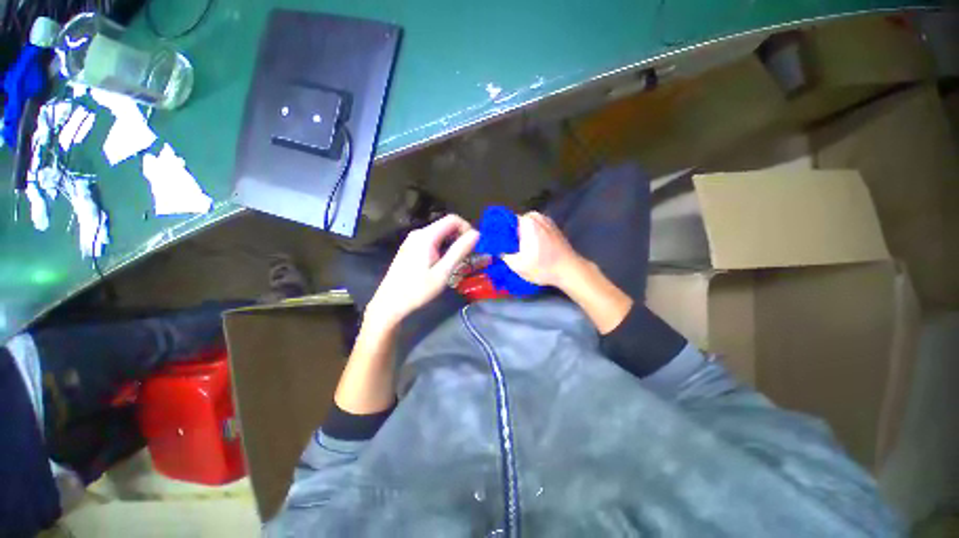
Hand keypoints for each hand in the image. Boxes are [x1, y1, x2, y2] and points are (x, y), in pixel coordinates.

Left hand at [367, 215, 478, 325]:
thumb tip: (476, 234)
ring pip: (440, 234)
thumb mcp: (442, 272)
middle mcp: (419, 233)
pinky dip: (442, 248)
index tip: (473, 246)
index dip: (467, 228)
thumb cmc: (417, 290)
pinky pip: (432, 241)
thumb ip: (459, 251)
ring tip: (457, 262)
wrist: (390, 303)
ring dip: (452, 244)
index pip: (453, 219)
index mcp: (426, 236)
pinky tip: (443, 264)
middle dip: (461, 237)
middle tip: (468, 256)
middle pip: (446, 226)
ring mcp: (413, 241)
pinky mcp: (410, 248)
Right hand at [502, 212, 585, 289]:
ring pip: (526, 228)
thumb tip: (497, 250)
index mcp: (527, 221)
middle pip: (515, 225)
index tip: (495, 244)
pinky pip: (535, 230)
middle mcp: (537, 216)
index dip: (498, 233)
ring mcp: (547, 221)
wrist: (570, 271)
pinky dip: (531, 238)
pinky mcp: (553, 228)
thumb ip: (503, 254)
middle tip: (506, 250)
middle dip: (510, 236)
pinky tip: (530, 251)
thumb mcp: (517, 265)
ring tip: (517, 252)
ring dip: (520, 238)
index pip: (504, 221)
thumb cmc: (543, 267)